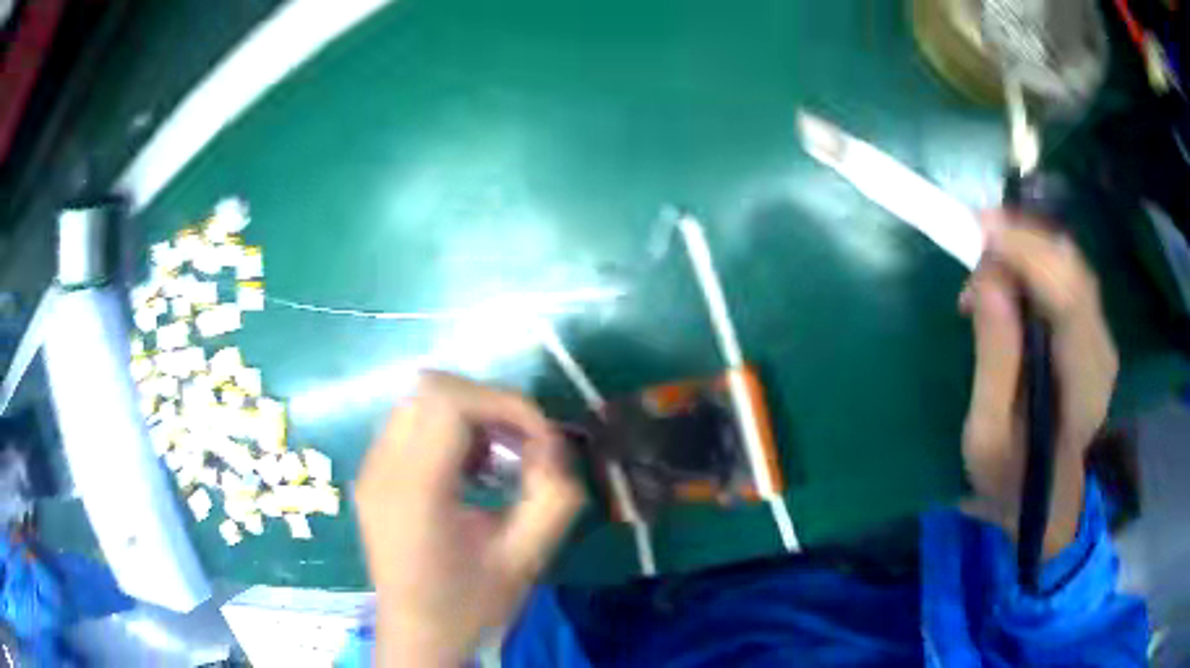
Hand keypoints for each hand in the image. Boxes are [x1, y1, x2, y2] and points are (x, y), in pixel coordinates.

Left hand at [355, 372, 583, 665]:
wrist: (417, 633)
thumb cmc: (469, 604)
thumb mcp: (525, 559)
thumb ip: (553, 498)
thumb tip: (556, 448)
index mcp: (414, 490)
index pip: (450, 402)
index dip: (505, 405)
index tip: (541, 440)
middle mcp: (382, 467)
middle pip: (432, 389)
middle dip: (490, 406)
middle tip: (523, 446)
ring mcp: (371, 467)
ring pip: (421, 400)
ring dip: (470, 417)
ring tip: (498, 461)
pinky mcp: (372, 473)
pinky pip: (412, 423)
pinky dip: (449, 430)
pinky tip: (471, 471)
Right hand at [959, 210, 1117, 554]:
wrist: (1043, 500)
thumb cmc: (1008, 478)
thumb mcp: (987, 437)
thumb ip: (994, 362)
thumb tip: (990, 282)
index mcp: (1083, 390)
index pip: (1069, 300)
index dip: (1028, 254)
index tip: (981, 229)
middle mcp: (1101, 354)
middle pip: (1072, 270)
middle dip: (1024, 242)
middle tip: (975, 243)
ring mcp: (1101, 340)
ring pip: (1071, 266)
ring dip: (1028, 250)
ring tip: (985, 269)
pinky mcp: (1092, 332)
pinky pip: (1068, 277)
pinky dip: (1036, 263)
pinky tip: (1009, 279)